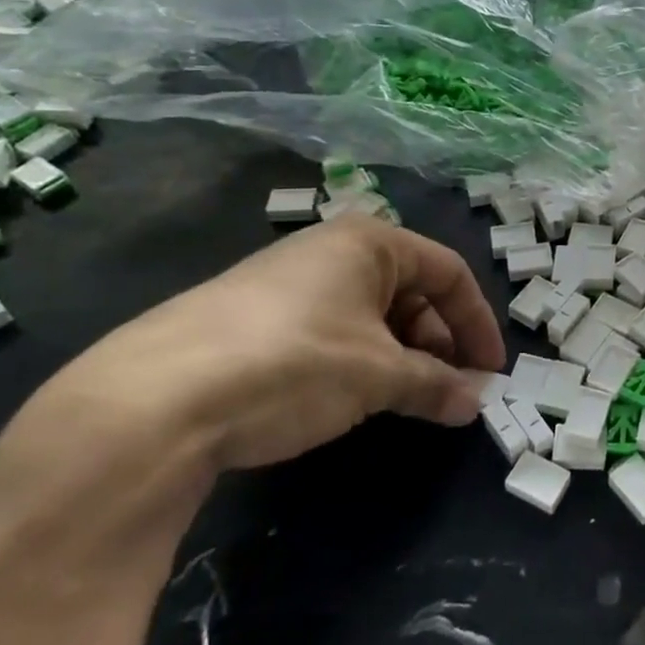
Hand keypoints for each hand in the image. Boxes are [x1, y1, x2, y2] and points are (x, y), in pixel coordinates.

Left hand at [41, 216, 505, 477]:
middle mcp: (330, 250)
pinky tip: (348, 398)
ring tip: (404, 400)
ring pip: (368, 315)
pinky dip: (356, 362)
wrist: (152, 400)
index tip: (492, 370)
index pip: (449, 272)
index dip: (478, 321)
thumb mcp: (378, 376)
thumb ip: (435, 385)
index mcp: (370, 242)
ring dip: (399, 357)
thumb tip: (476, 402)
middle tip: (450, 390)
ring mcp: (287, 282)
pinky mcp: (251, 319)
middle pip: (409, 292)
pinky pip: (328, 331)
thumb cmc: (296, 363)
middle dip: (438, 343)